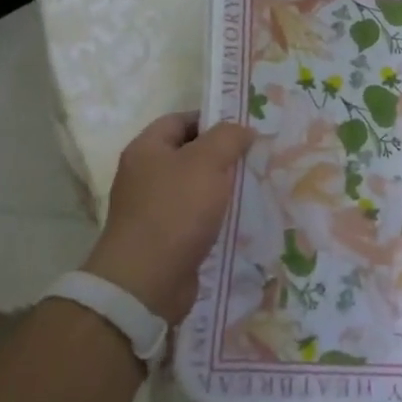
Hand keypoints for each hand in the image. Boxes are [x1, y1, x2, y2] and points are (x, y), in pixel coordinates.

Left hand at [82, 113, 257, 323]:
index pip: (181, 120)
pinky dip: (216, 216)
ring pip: (194, 187)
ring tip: (256, 186)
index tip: (245, 129)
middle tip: (256, 157)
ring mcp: (152, 208)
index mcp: (146, 149)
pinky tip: (241, 219)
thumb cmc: (175, 211)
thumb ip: (228, 138)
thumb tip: (243, 129)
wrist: (147, 281)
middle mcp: (145, 175)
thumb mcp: (207, 162)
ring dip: (222, 188)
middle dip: (222, 155)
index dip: (212, 119)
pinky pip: (195, 217)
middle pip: (189, 154)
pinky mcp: (164, 237)